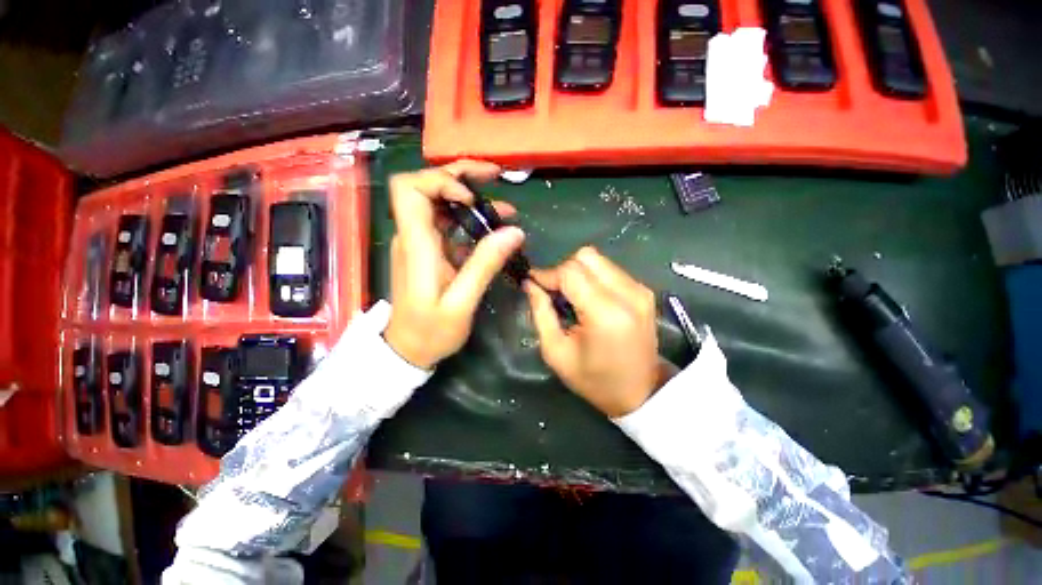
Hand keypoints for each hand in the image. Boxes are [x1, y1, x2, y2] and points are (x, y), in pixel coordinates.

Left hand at [383, 161, 525, 369]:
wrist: (408, 349)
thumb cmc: (430, 331)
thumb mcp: (462, 303)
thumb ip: (485, 266)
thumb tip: (514, 232)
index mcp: (417, 244)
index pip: (410, 189)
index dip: (440, 181)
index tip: (471, 197)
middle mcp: (415, 235)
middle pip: (427, 185)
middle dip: (461, 175)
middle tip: (495, 177)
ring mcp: (422, 242)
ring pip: (441, 202)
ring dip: (472, 196)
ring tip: (506, 207)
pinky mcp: (430, 251)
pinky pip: (449, 223)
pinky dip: (471, 218)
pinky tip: (494, 227)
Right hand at [525, 247, 660, 417]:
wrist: (640, 393)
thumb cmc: (593, 380)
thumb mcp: (556, 352)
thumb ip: (541, 312)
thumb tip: (530, 283)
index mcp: (605, 313)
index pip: (570, 272)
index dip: (547, 274)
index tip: (533, 283)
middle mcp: (628, 294)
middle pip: (586, 257)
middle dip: (563, 270)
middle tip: (554, 293)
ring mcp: (640, 290)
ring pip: (598, 260)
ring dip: (578, 273)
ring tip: (571, 297)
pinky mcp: (645, 291)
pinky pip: (610, 270)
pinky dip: (593, 277)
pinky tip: (589, 299)